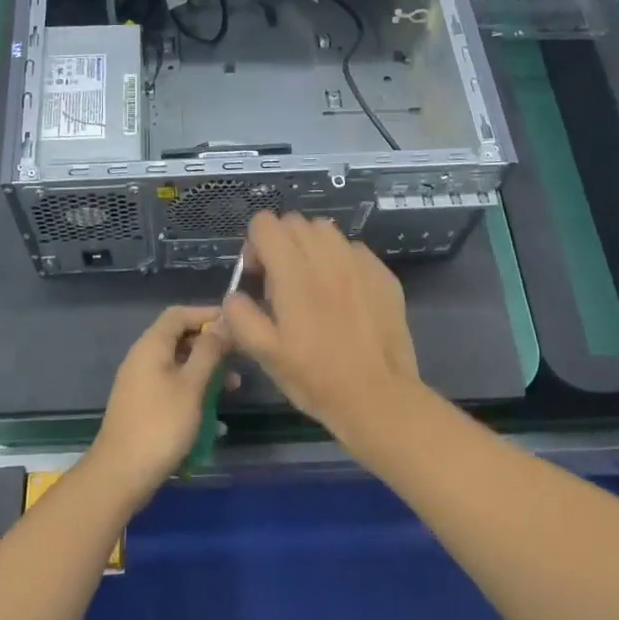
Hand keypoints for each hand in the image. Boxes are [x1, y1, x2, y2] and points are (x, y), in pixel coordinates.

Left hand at [86, 305, 231, 505]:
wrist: (120, 474)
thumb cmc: (161, 425)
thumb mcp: (192, 385)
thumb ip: (209, 351)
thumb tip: (224, 322)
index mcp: (151, 346)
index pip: (179, 314)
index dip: (207, 314)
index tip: (235, 324)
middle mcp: (142, 357)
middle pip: (179, 338)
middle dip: (210, 346)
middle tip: (239, 360)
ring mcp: (140, 382)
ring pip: (178, 364)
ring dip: (205, 371)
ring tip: (232, 389)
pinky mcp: (142, 404)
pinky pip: (171, 384)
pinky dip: (192, 389)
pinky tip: (211, 411)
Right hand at [222, 212, 423, 439]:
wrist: (378, 397)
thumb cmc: (316, 378)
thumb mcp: (265, 354)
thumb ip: (240, 316)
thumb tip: (234, 295)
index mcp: (294, 273)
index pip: (266, 224)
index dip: (255, 245)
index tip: (259, 277)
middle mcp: (328, 257)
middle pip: (295, 222)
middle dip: (282, 244)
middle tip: (283, 283)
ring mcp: (360, 263)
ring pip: (326, 231)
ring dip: (312, 248)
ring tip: (313, 284)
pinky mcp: (383, 274)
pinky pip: (354, 250)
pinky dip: (341, 261)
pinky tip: (344, 295)